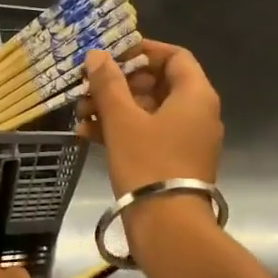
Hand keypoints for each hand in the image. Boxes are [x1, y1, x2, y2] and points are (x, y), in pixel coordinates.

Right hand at [78, 41, 222, 194]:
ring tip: (80, 112)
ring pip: (148, 111)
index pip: (174, 56)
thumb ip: (109, 83)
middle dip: (118, 83)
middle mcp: (197, 113)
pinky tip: (87, 134)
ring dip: (113, 108)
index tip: (111, 56)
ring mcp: (187, 140)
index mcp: (195, 95)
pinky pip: (147, 135)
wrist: (168, 225)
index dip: (142, 52)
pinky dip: (121, 130)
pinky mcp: (173, 162)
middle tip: (88, 86)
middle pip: (157, 84)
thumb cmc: (148, 163)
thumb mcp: (122, 119)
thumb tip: (97, 55)